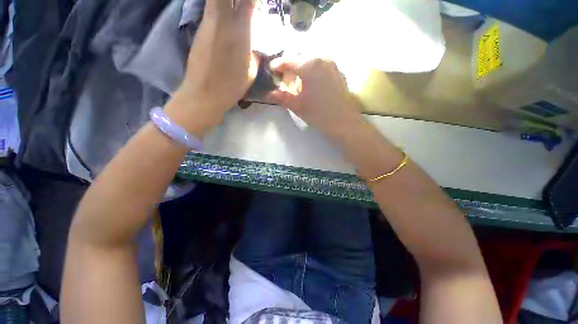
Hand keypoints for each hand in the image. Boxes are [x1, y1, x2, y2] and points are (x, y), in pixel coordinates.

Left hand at [170, 0, 256, 131]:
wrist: (204, 93)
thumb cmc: (231, 86)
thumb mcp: (251, 72)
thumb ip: (254, 55)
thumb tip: (254, 47)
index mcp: (240, 31)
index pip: (248, 0)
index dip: (252, 0)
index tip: (257, 5)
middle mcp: (222, 20)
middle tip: (244, 6)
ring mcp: (207, 23)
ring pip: (215, 0)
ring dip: (226, 3)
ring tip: (235, 10)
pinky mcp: (199, 29)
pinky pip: (210, 10)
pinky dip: (218, 9)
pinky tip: (225, 22)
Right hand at [267, 57, 361, 134]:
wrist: (343, 123)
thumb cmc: (318, 114)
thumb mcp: (297, 105)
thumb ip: (281, 97)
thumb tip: (267, 93)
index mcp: (309, 65)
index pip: (288, 60)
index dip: (277, 65)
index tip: (271, 69)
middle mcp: (322, 58)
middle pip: (300, 57)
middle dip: (290, 65)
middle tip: (284, 78)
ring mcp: (332, 64)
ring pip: (311, 59)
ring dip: (302, 67)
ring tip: (297, 81)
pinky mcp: (338, 71)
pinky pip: (321, 64)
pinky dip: (312, 69)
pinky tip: (310, 82)